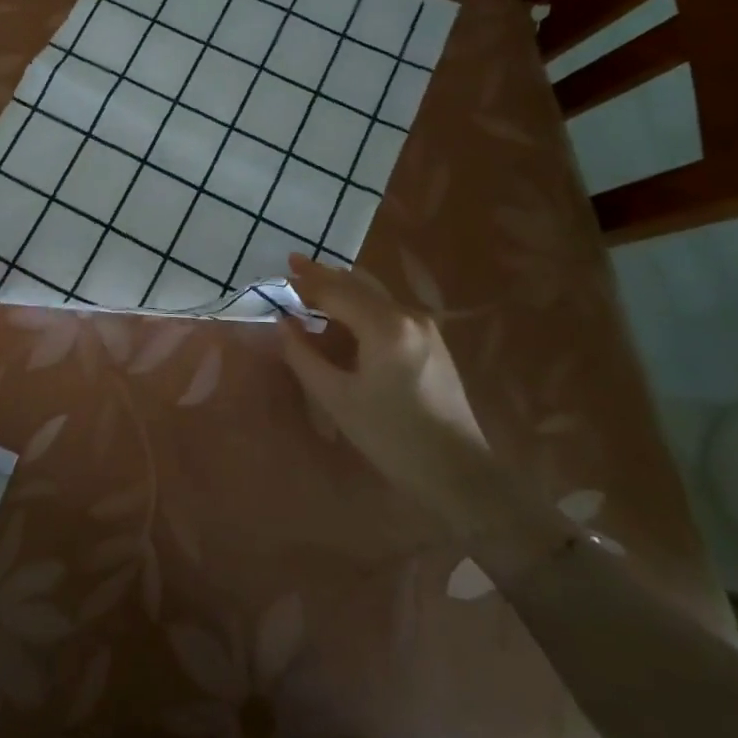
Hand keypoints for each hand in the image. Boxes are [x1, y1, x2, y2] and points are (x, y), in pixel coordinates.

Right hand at [279, 255, 498, 528]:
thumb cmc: (392, 436)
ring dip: (343, 289)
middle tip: (293, 264)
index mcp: (385, 325)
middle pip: (358, 284)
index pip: (335, 291)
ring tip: (314, 286)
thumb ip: (303, 356)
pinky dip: (361, 305)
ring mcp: (425, 327)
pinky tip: (345, 316)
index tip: (278, 276)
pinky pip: (388, 311)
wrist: (459, 473)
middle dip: (323, 275)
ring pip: (375, 295)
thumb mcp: (337, 398)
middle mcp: (408, 314)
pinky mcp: (432, 342)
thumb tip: (282, 323)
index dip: (304, 284)